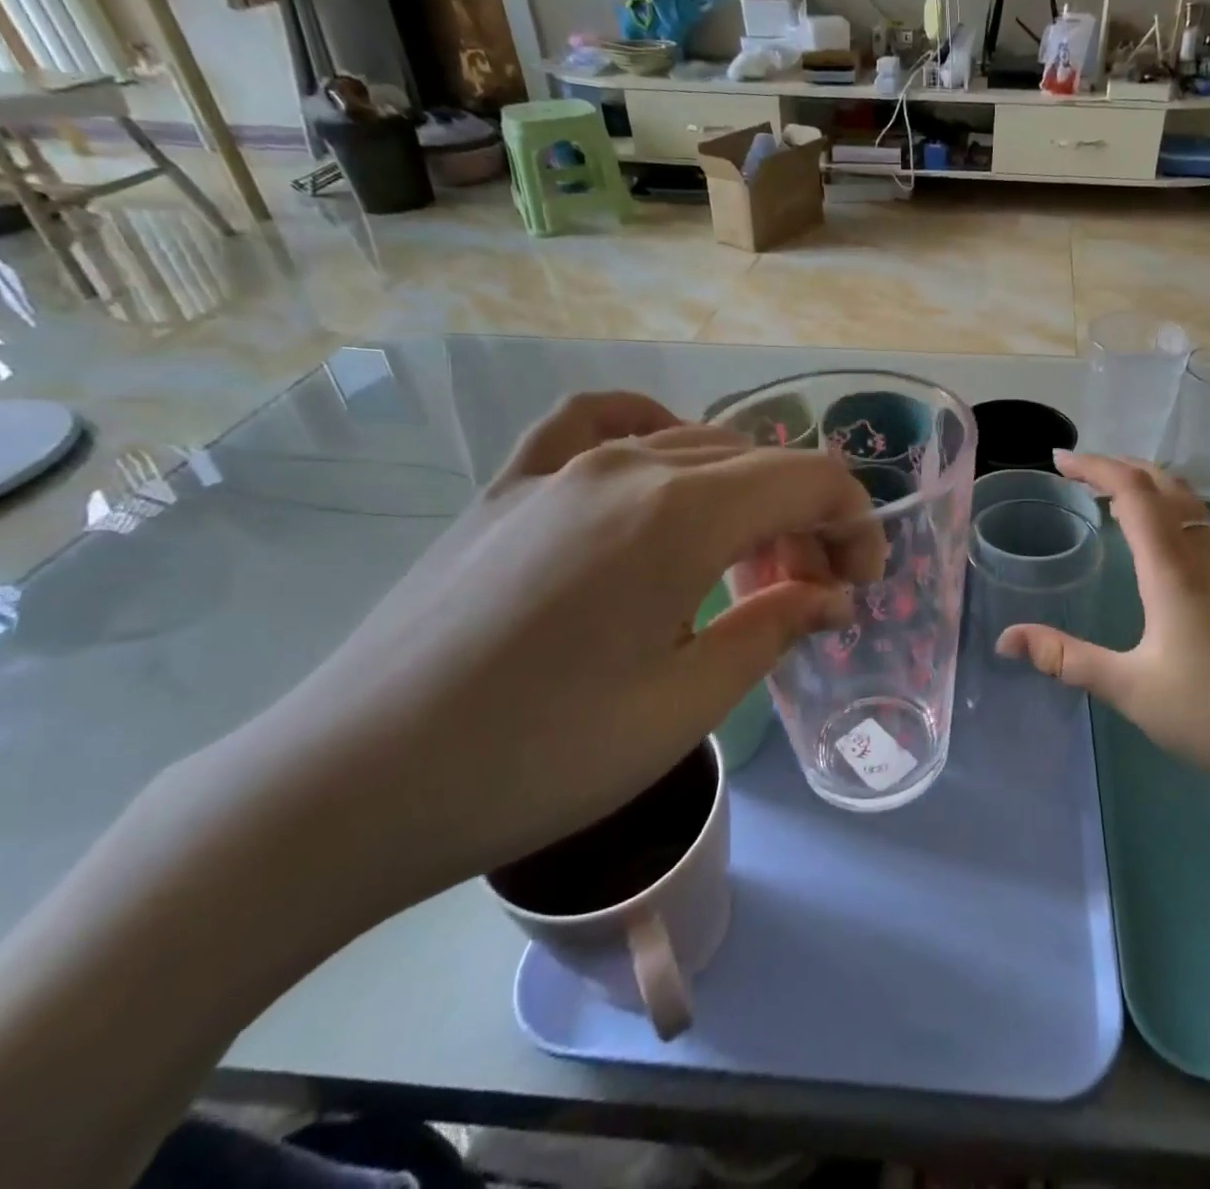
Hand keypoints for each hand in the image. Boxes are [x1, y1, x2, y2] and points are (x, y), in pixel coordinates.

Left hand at [209, 392, 883, 909]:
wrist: (348, 787)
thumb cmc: (538, 759)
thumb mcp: (684, 705)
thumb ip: (773, 628)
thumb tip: (833, 596)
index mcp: (679, 514)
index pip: (809, 480)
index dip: (856, 524)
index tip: (861, 587)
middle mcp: (627, 466)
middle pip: (758, 463)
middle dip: (807, 521)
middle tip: (812, 594)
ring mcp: (559, 467)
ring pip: (692, 446)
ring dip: (744, 493)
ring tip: (744, 560)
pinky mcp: (509, 486)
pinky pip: (595, 423)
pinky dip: (649, 430)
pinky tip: (656, 460)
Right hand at [997, 452, 1209, 786]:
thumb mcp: (1130, 689)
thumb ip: (1067, 659)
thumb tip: (1007, 638)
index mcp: (1173, 572)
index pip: (1134, 494)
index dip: (1096, 467)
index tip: (1059, 461)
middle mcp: (1203, 559)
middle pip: (1166, 485)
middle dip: (1120, 466)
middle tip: (1079, 472)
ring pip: (1190, 503)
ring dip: (1149, 484)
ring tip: (1112, 494)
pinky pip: (1201, 526)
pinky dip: (1170, 509)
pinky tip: (1158, 541)